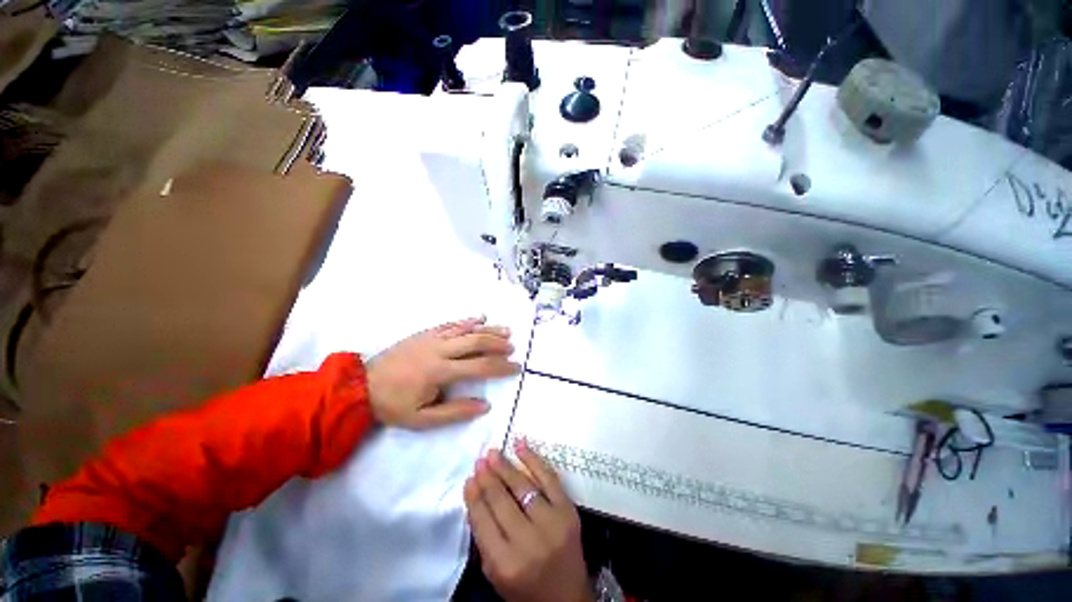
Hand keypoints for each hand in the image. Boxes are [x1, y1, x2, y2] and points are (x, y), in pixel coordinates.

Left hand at [366, 317, 519, 429]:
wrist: (362, 385)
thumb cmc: (393, 404)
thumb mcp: (422, 419)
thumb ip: (455, 412)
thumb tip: (485, 405)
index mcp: (440, 371)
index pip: (480, 366)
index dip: (501, 367)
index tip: (516, 367)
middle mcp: (440, 349)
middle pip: (476, 341)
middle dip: (498, 344)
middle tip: (513, 347)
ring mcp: (432, 337)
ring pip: (467, 329)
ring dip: (488, 329)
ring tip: (506, 331)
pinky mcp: (426, 332)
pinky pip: (452, 323)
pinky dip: (469, 321)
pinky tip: (481, 318)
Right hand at [465, 439, 591, 601]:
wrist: (568, 597)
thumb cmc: (526, 589)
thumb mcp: (495, 574)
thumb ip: (484, 538)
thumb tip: (476, 496)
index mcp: (506, 563)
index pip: (483, 521)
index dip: (474, 496)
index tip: (469, 479)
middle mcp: (529, 541)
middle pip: (502, 500)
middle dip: (488, 477)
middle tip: (480, 460)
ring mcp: (552, 522)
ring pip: (523, 485)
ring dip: (505, 466)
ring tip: (493, 453)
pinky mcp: (568, 510)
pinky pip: (549, 478)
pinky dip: (533, 459)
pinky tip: (520, 445)